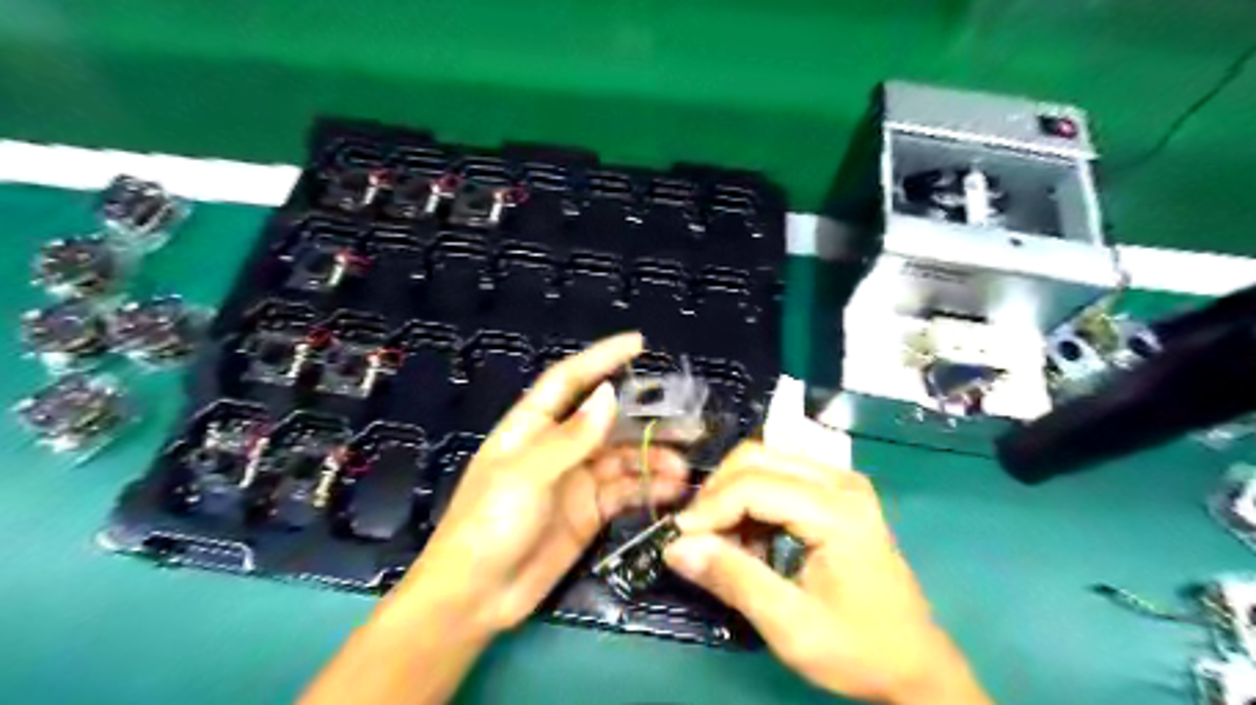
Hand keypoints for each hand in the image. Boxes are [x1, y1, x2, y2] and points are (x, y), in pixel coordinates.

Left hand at [401, 333, 684, 636]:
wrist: (476, 597)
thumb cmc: (489, 524)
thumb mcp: (527, 474)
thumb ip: (571, 437)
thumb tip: (609, 395)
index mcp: (532, 426)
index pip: (569, 380)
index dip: (601, 358)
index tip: (639, 343)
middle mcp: (558, 446)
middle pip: (606, 420)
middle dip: (644, 417)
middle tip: (686, 419)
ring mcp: (576, 479)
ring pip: (622, 457)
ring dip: (653, 458)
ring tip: (683, 467)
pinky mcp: (590, 511)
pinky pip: (625, 491)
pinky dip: (649, 488)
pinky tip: (673, 490)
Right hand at [661, 442, 986, 702]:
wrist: (915, 664)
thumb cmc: (858, 649)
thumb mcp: (791, 626)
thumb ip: (733, 579)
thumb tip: (676, 547)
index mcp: (837, 510)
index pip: (753, 486)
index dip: (708, 508)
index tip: (677, 539)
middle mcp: (840, 481)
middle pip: (756, 458)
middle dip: (717, 493)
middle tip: (698, 537)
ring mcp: (841, 482)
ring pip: (764, 461)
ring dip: (732, 495)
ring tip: (724, 543)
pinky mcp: (837, 491)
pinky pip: (778, 475)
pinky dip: (752, 500)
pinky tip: (750, 538)